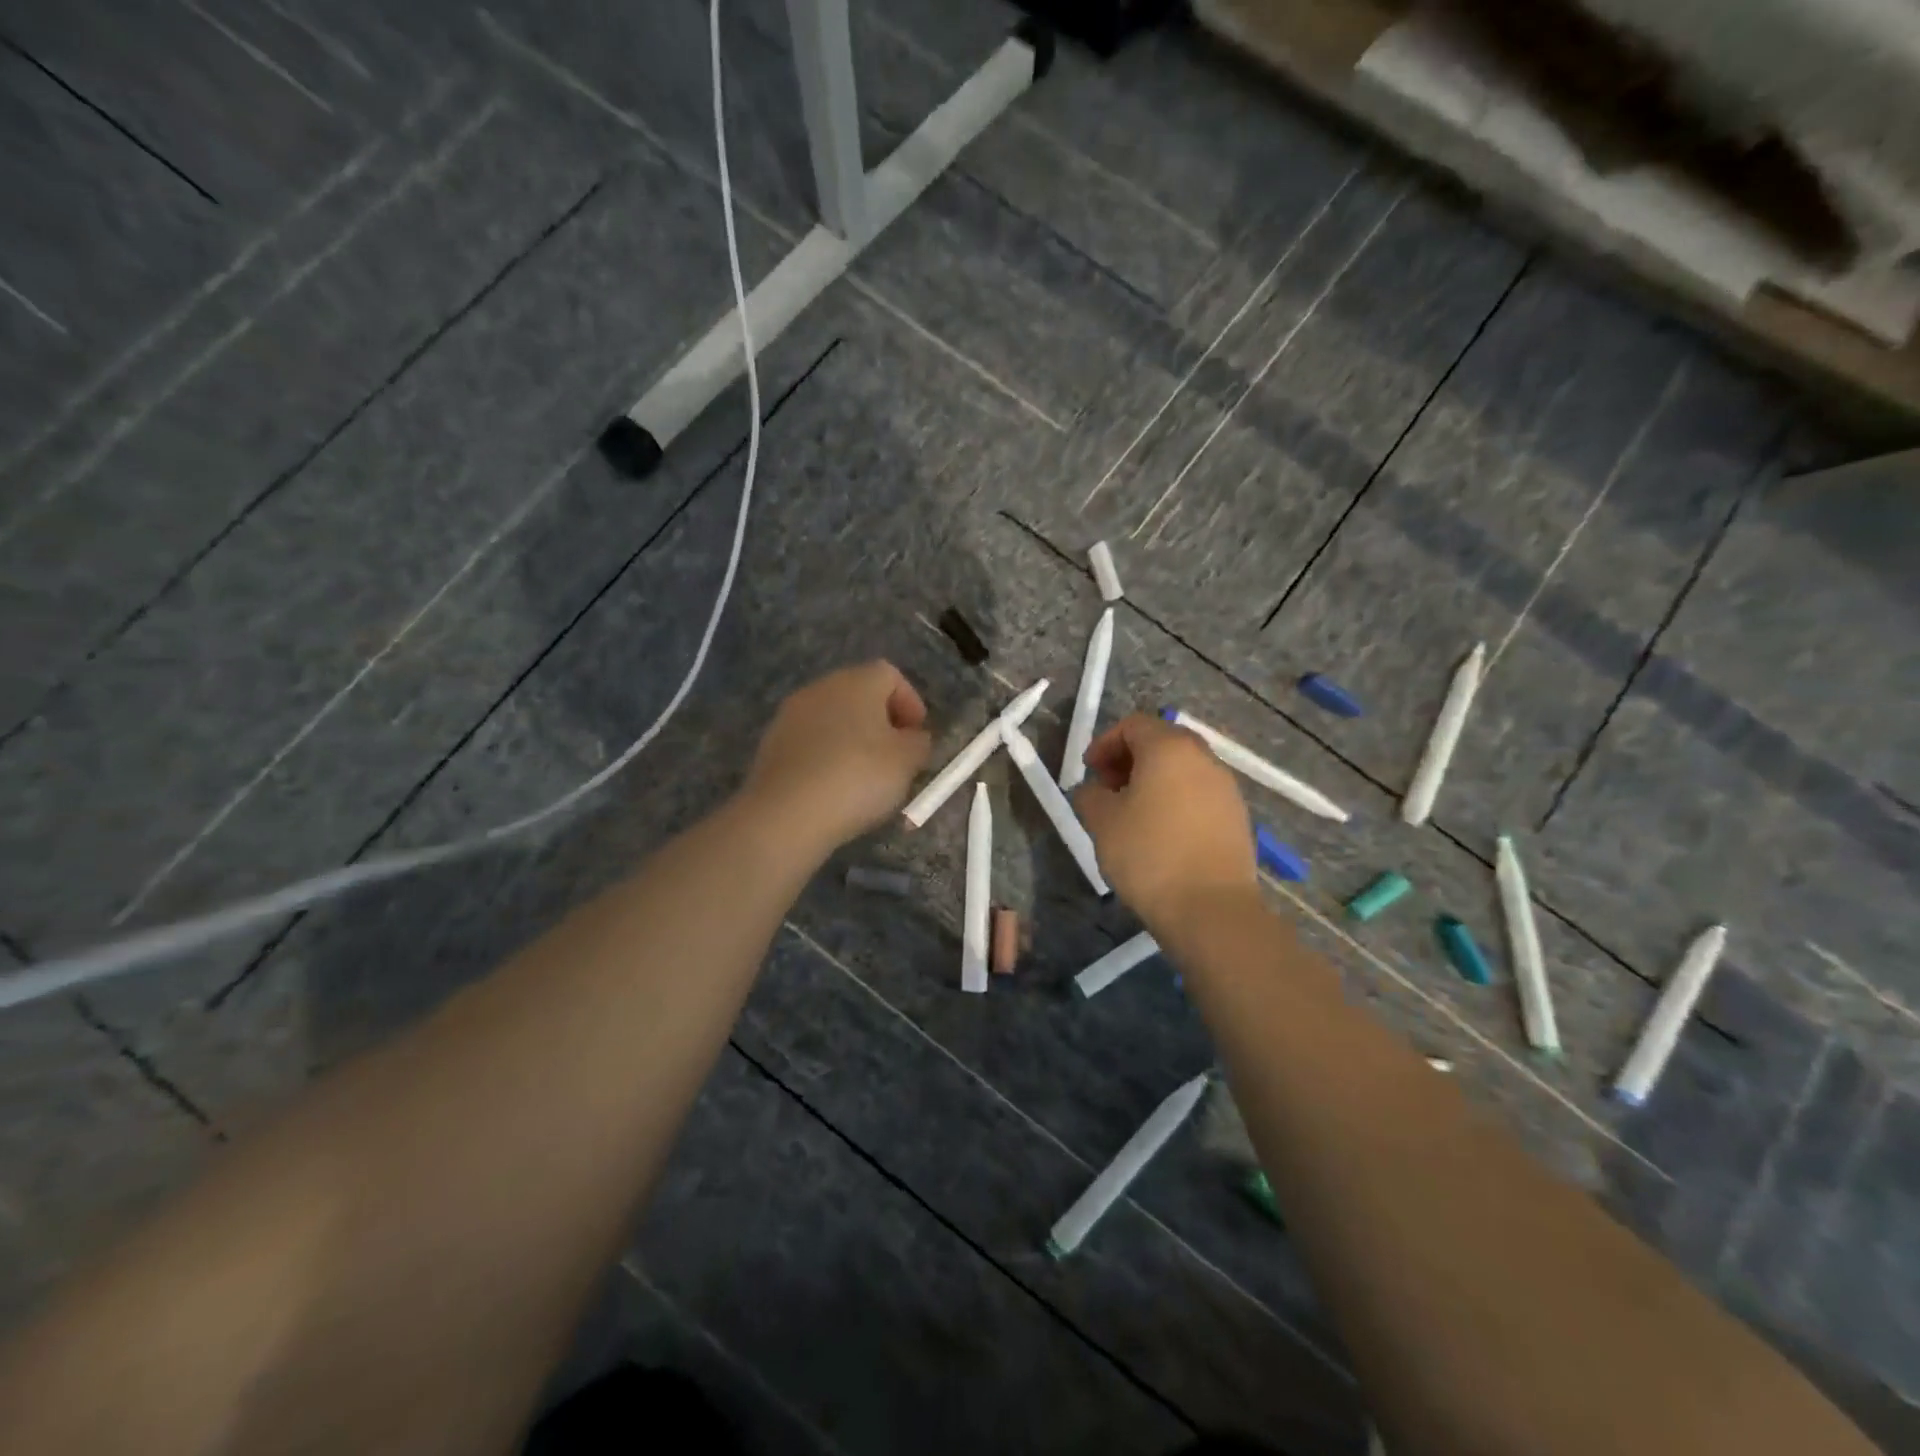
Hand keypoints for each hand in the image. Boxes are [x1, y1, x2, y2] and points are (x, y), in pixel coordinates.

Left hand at [737, 661, 932, 858]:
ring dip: (853, 740)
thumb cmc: (858, 777)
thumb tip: (914, 738)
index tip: (918, 736)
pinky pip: (811, 743)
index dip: (910, 703)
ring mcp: (791, 715)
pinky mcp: (772, 744)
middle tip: (897, 757)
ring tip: (866, 777)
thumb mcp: (907, 761)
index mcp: (856, 681)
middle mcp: (821, 688)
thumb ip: (919, 743)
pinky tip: (835, 788)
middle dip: (882, 722)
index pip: (890, 675)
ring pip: (833, 719)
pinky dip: (827, 758)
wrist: (787, 814)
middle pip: (859, 695)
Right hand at [1075, 714, 1255, 927]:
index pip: (1133, 725)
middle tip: (1108, 789)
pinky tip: (1162, 834)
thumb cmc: (1149, 855)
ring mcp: (1226, 788)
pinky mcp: (1237, 817)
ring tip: (1133, 814)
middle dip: (1130, 759)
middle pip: (1162, 742)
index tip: (1089, 772)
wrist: (1211, 908)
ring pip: (1183, 769)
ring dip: (1154, 780)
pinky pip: (1199, 794)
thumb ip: (1090, 796)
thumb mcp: (1102, 822)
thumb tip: (1093, 791)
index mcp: (1169, 748)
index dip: (1105, 743)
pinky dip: (1176, 800)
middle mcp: (1204, 758)